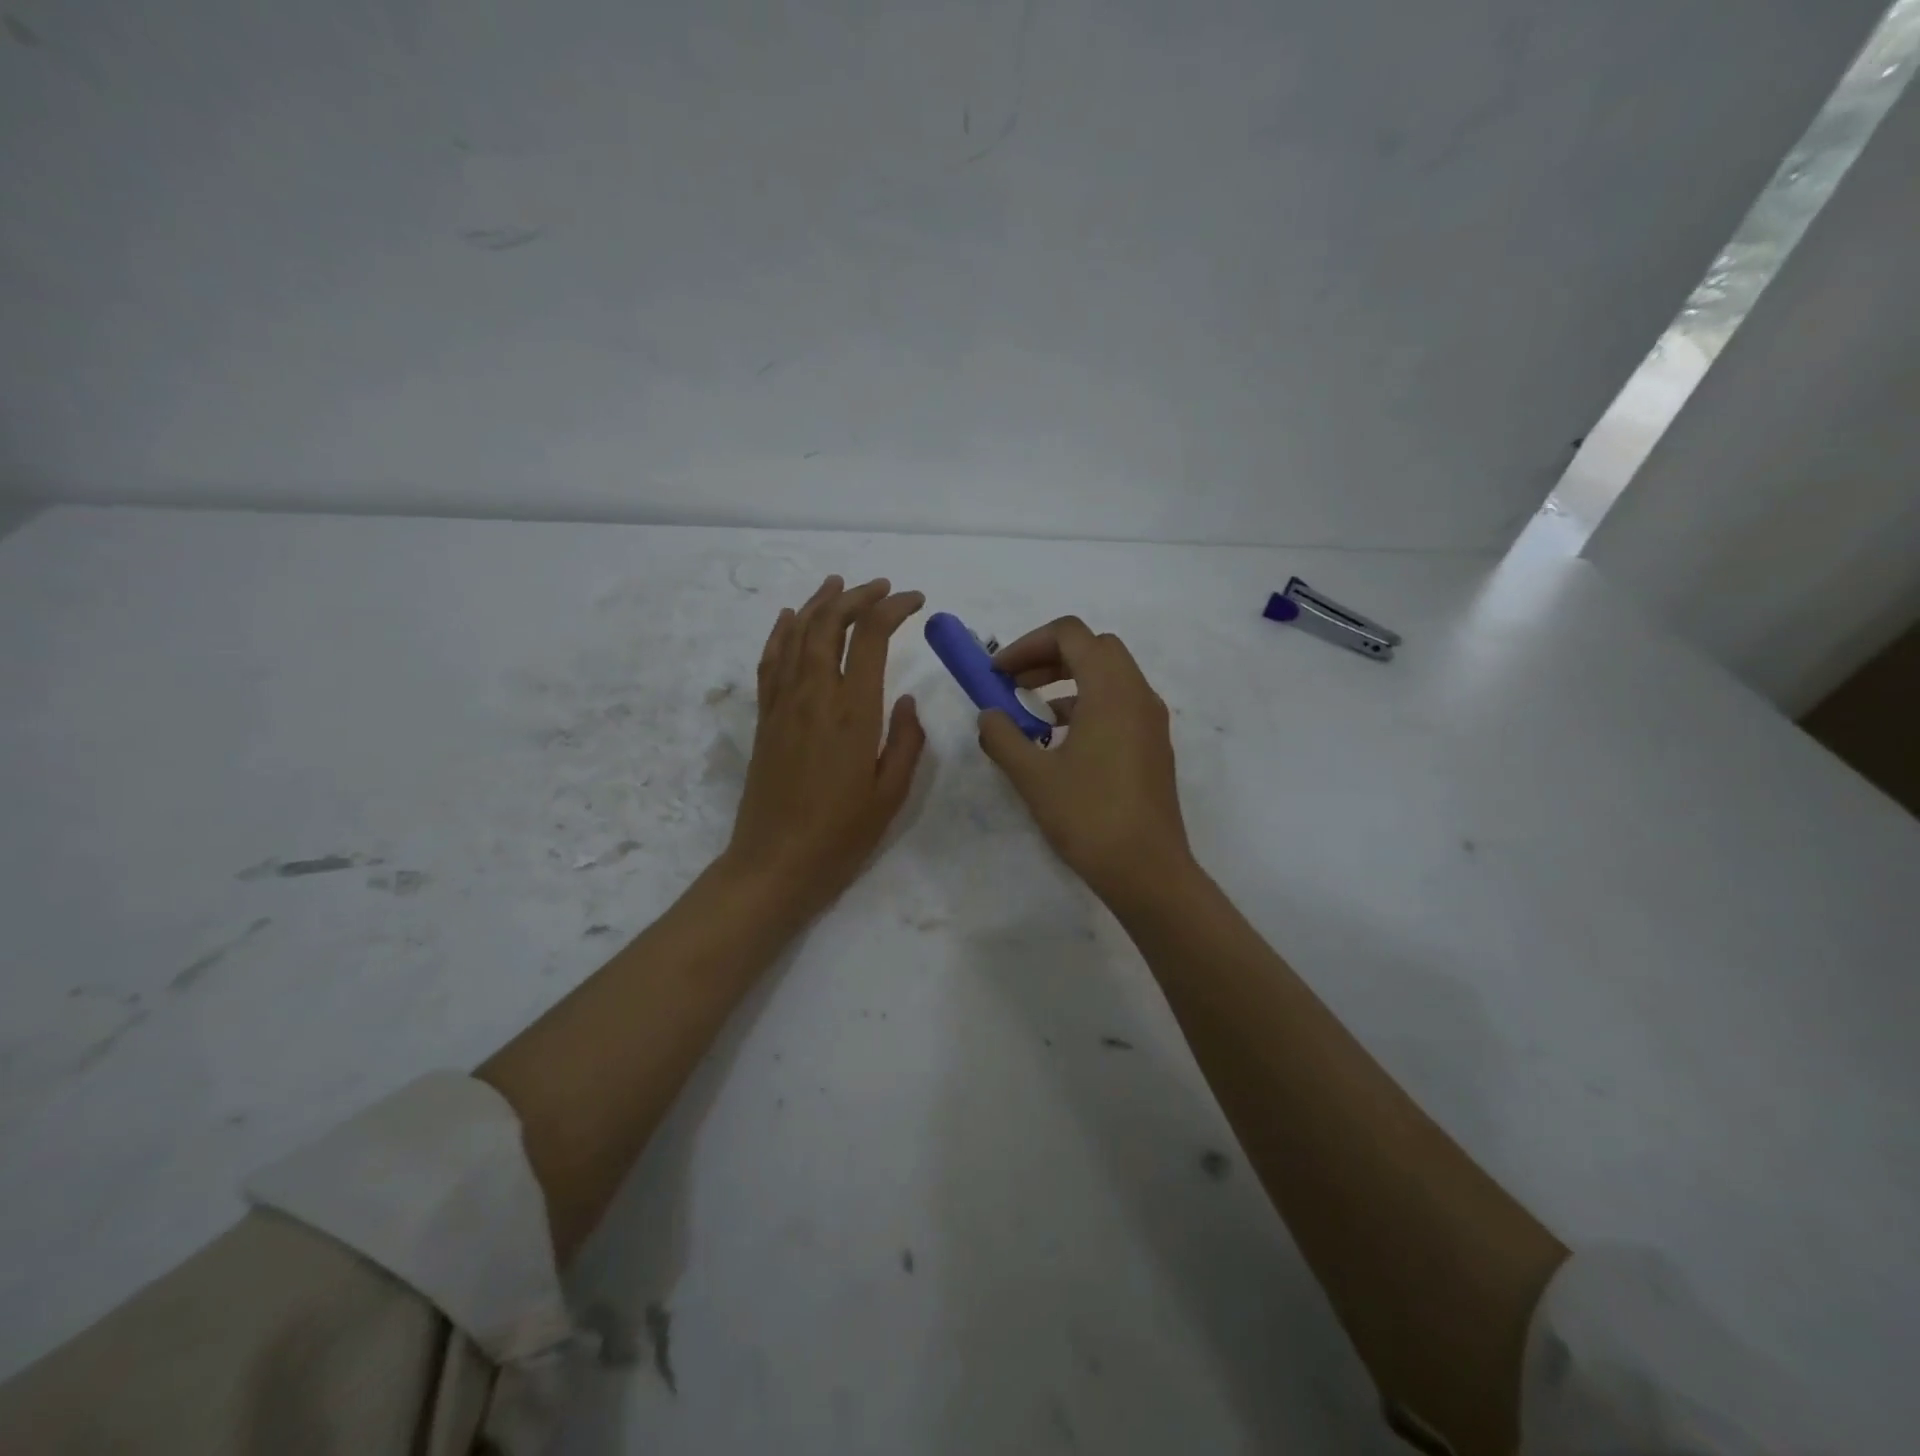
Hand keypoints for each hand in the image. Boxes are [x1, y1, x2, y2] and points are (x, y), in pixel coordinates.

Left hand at [723, 575, 926, 918]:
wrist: (775, 863)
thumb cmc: (841, 835)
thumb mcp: (892, 793)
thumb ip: (906, 741)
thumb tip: (907, 700)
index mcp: (852, 711)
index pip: (870, 636)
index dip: (892, 608)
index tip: (915, 601)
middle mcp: (814, 695)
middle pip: (829, 623)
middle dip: (857, 596)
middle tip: (881, 587)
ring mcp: (783, 704)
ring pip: (796, 634)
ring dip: (818, 603)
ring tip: (838, 584)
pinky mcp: (764, 718)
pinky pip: (770, 661)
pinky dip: (781, 632)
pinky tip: (789, 618)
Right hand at [976, 616, 1194, 904]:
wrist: (1147, 870)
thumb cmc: (1089, 816)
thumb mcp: (1033, 776)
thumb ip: (1003, 737)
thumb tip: (989, 716)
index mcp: (1111, 690)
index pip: (1070, 634)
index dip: (1027, 644)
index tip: (998, 673)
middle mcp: (1138, 694)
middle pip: (1094, 647)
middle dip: (1048, 656)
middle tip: (1014, 684)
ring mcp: (1150, 720)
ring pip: (1108, 676)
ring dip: (1067, 681)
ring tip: (1031, 715)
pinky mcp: (1153, 745)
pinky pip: (1118, 704)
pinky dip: (1086, 705)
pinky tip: (1060, 742)